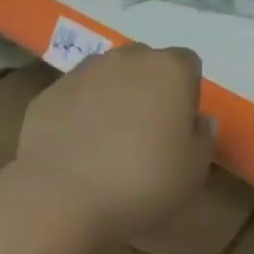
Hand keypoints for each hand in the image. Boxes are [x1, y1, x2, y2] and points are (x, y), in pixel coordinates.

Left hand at [14, 43, 213, 247]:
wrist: (59, 196)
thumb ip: (203, 138)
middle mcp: (128, 57)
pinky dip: (79, 114)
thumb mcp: (193, 172)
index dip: (186, 95)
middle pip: (147, 65)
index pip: (188, 65)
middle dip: (149, 91)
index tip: (179, 130)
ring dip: (113, 99)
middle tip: (145, 136)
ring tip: (107, 145)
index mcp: (170, 69)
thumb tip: (200, 120)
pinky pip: (76, 97)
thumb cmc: (141, 182)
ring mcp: (85, 70)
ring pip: (109, 77)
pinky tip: (76, 151)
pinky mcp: (51, 90)